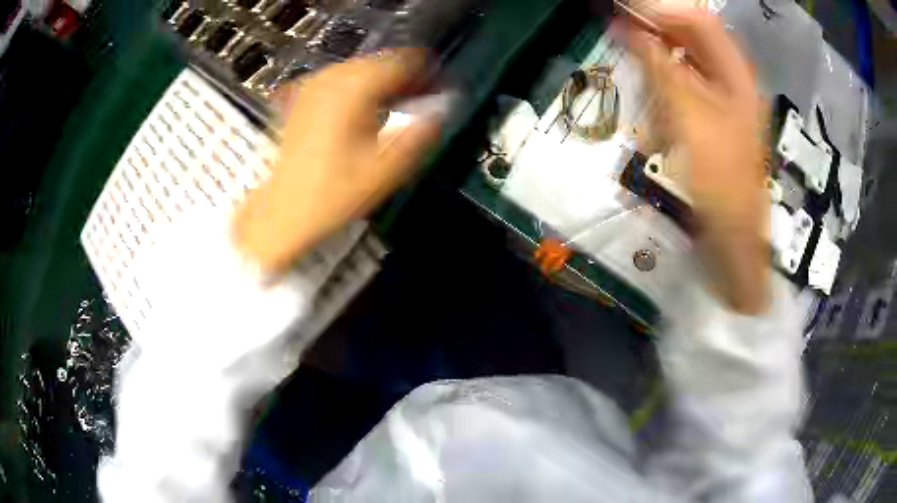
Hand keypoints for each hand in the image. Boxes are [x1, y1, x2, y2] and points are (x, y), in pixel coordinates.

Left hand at [232, 49, 440, 275]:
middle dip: (403, 77)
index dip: (426, 73)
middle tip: (420, 99)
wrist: (283, 212)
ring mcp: (312, 87)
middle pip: (379, 62)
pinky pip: (339, 81)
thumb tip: (443, 107)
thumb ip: (419, 131)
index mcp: (352, 89)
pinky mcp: (301, 99)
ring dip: (381, 82)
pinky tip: (363, 109)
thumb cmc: (334, 193)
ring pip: (359, 69)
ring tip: (395, 105)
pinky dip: (358, 89)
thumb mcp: (385, 168)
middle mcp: (330, 78)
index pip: (401, 62)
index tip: (439, 89)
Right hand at [627, 8, 770, 312]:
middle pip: (694, 38)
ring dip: (659, 56)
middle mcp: (733, 81)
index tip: (625, 12)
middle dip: (657, 31)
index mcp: (737, 75)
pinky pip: (688, 86)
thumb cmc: (719, 178)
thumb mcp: (688, 117)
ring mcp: (725, 100)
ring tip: (632, 58)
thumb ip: (659, 67)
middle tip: (621, 30)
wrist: (733, 236)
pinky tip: (651, 92)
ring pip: (688, 61)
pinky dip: (666, 82)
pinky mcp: (714, 119)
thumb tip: (629, 29)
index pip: (698, 21)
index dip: (662, 11)